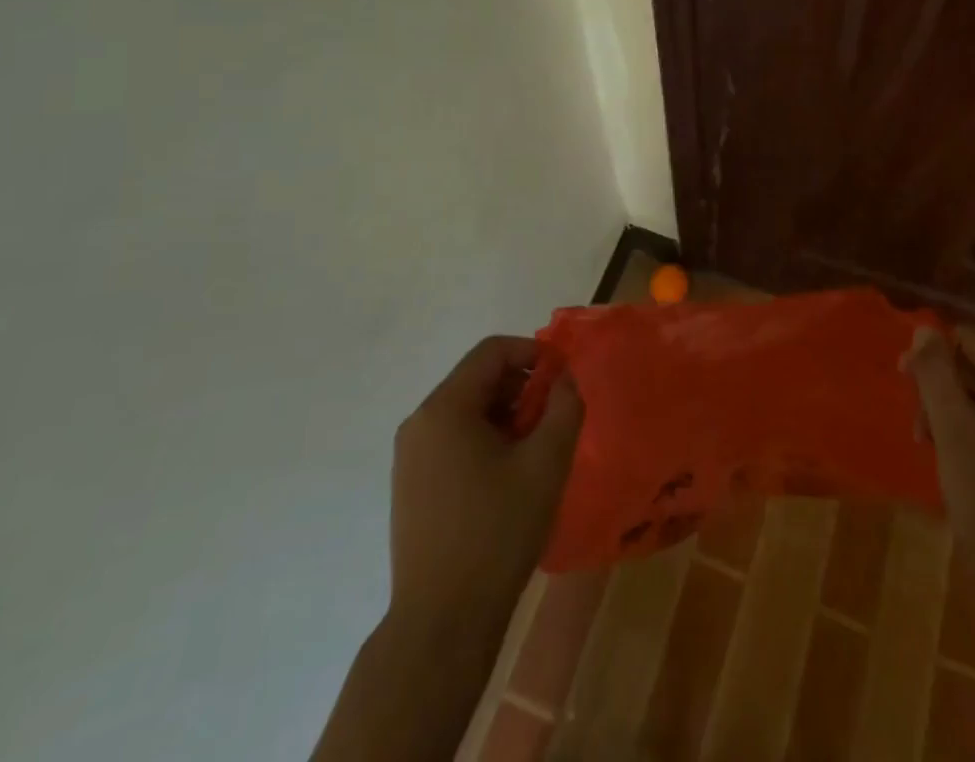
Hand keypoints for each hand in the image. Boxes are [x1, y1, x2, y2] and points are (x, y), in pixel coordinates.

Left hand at [391, 335, 584, 624]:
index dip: (533, 352)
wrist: (442, 623)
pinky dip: (485, 439)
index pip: (492, 352)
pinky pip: (453, 439)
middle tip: (554, 416)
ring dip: (506, 414)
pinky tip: (508, 475)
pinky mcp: (411, 485)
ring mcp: (409, 456)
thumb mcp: (546, 462)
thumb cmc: (497, 532)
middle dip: (521, 387)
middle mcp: (419, 422)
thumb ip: (564, 406)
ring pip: (466, 410)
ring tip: (536, 448)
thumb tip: (564, 377)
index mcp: (445, 408)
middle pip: (478, 378)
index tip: (564, 376)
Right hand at [905, 325, 974, 607]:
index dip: (931, 352)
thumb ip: (937, 376)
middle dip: (938, 387)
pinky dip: (968, 432)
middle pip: (973, 364)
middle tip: (918, 426)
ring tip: (930, 447)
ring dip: (949, 412)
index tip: (904, 383)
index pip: (967, 338)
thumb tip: (924, 329)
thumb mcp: (954, 434)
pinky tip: (953, 463)